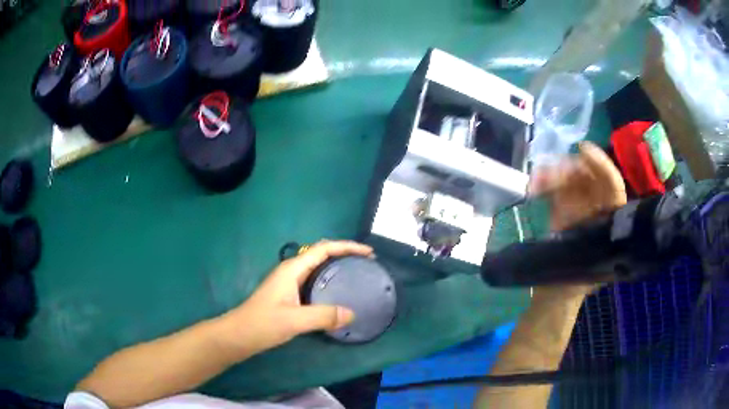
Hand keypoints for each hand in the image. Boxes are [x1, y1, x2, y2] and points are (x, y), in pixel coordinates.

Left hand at [217, 241, 372, 360]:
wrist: (240, 334)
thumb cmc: (263, 323)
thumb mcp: (294, 320)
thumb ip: (323, 316)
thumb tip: (352, 313)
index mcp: (292, 269)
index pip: (323, 249)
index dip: (347, 247)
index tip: (368, 253)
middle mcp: (291, 270)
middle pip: (322, 254)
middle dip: (344, 254)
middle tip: (366, 263)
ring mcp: (289, 282)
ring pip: (318, 268)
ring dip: (337, 267)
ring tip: (357, 274)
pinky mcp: (289, 294)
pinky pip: (314, 281)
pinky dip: (329, 281)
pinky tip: (337, 294)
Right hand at [528, 142, 626, 298]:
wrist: (556, 292)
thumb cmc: (576, 283)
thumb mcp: (588, 268)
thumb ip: (592, 249)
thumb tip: (592, 224)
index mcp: (611, 221)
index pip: (613, 188)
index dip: (603, 167)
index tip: (583, 149)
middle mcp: (598, 208)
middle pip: (590, 177)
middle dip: (572, 169)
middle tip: (550, 171)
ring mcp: (580, 205)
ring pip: (572, 178)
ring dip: (555, 174)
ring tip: (537, 181)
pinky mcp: (564, 206)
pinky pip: (557, 187)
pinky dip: (546, 182)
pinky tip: (535, 185)